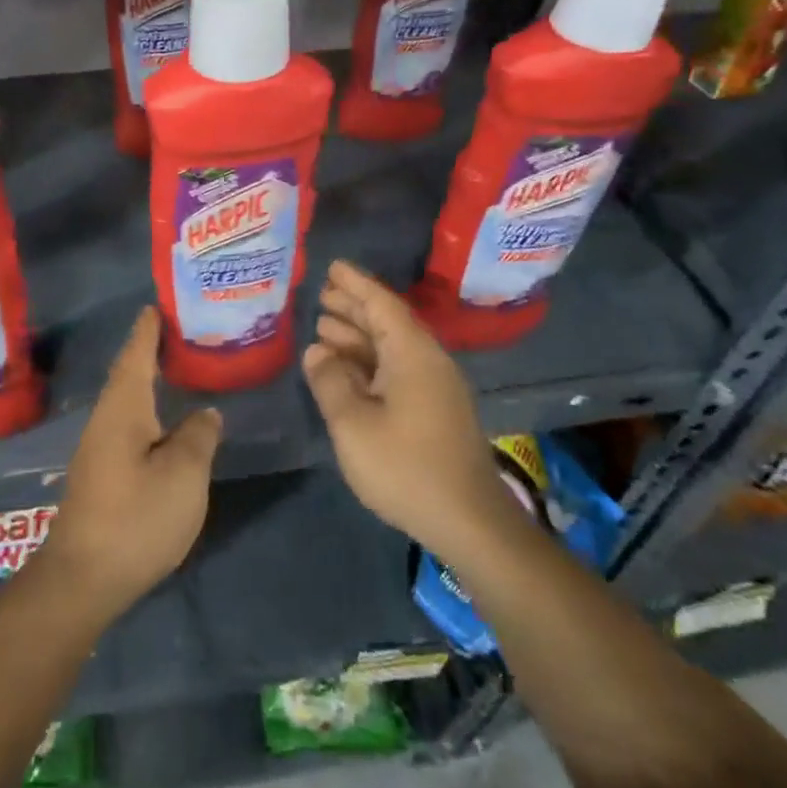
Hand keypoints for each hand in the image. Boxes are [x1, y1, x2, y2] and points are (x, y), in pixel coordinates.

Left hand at [38, 307, 222, 620]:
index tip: (158, 306)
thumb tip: (205, 413)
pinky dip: (147, 410)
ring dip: (147, 380)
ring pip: (127, 402)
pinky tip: (164, 422)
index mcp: (123, 409)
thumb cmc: (136, 518)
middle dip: (148, 351)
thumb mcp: (183, 475)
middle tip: (177, 332)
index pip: (136, 355)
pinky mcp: (101, 474)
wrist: (83, 578)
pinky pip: (127, 424)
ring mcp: (99, 448)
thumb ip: (198, 437)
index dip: (148, 330)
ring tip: (175, 369)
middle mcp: (106, 420)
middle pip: (128, 375)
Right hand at [302, 261, 517, 559]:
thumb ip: (330, 381)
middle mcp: (427, 362)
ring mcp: (434, 387)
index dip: (356, 284)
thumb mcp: (353, 424)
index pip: (382, 304)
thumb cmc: (406, 467)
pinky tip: (345, 368)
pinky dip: (368, 361)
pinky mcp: (434, 410)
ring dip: (359, 335)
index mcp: (413, 354)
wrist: (469, 521)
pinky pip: (396, 369)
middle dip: (354, 306)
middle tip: (321, 293)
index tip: (332, 266)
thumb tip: (317, 351)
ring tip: (324, 325)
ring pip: (392, 348)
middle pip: (388, 322)